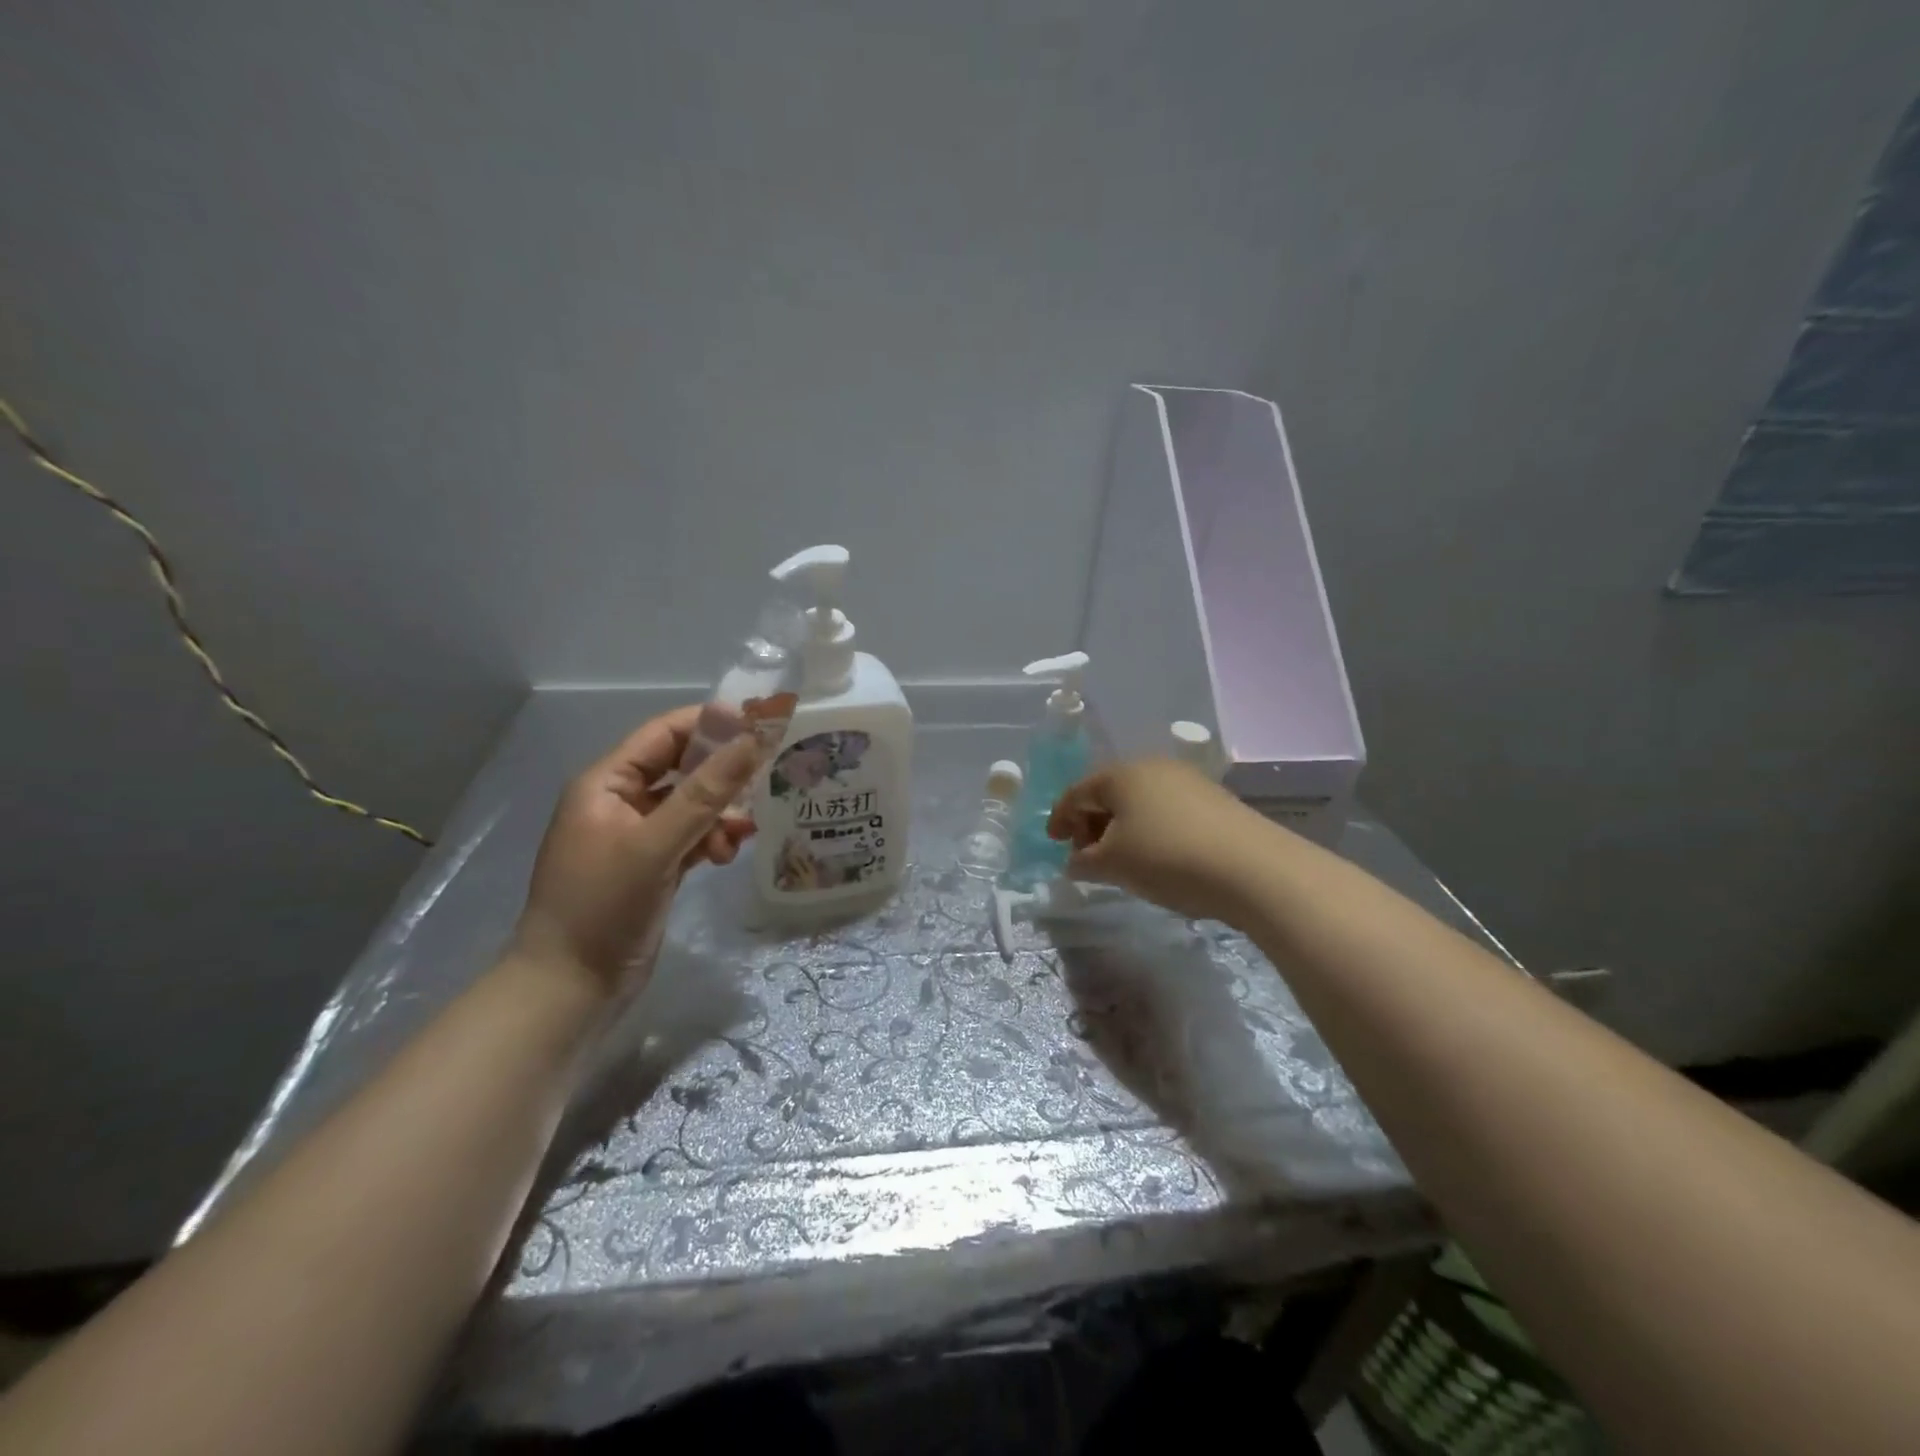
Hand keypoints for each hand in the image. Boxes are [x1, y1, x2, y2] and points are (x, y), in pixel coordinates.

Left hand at [512, 706, 761, 993]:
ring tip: (741, 835)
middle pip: (682, 769)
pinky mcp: (653, 867)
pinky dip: (712, 840)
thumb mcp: (655, 844)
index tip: (761, 727)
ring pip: (692, 806)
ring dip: (720, 814)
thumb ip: (705, 792)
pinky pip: (691, 837)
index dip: (711, 725)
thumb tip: (753, 740)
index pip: (664, 735)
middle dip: (723, 775)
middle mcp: (621, 802)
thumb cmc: (602, 905)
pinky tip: (728, 855)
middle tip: (768, 777)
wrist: (570, 987)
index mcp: (606, 783)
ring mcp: (638, 837)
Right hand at [1047, 758, 1276, 921]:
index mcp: (1120, 774)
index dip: (1060, 818)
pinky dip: (1151, 830)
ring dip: (1122, 828)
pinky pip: (1166, 811)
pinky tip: (1157, 857)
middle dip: (1091, 824)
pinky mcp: (1214, 800)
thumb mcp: (1113, 864)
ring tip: (1121, 860)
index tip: (1052, 842)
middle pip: (1109, 793)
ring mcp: (1187, 781)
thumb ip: (1083, 861)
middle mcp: (1152, 767)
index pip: (1077, 792)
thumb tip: (1075, 861)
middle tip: (1085, 855)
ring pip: (1140, 802)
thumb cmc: (1167, 857)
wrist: (1252, 868)